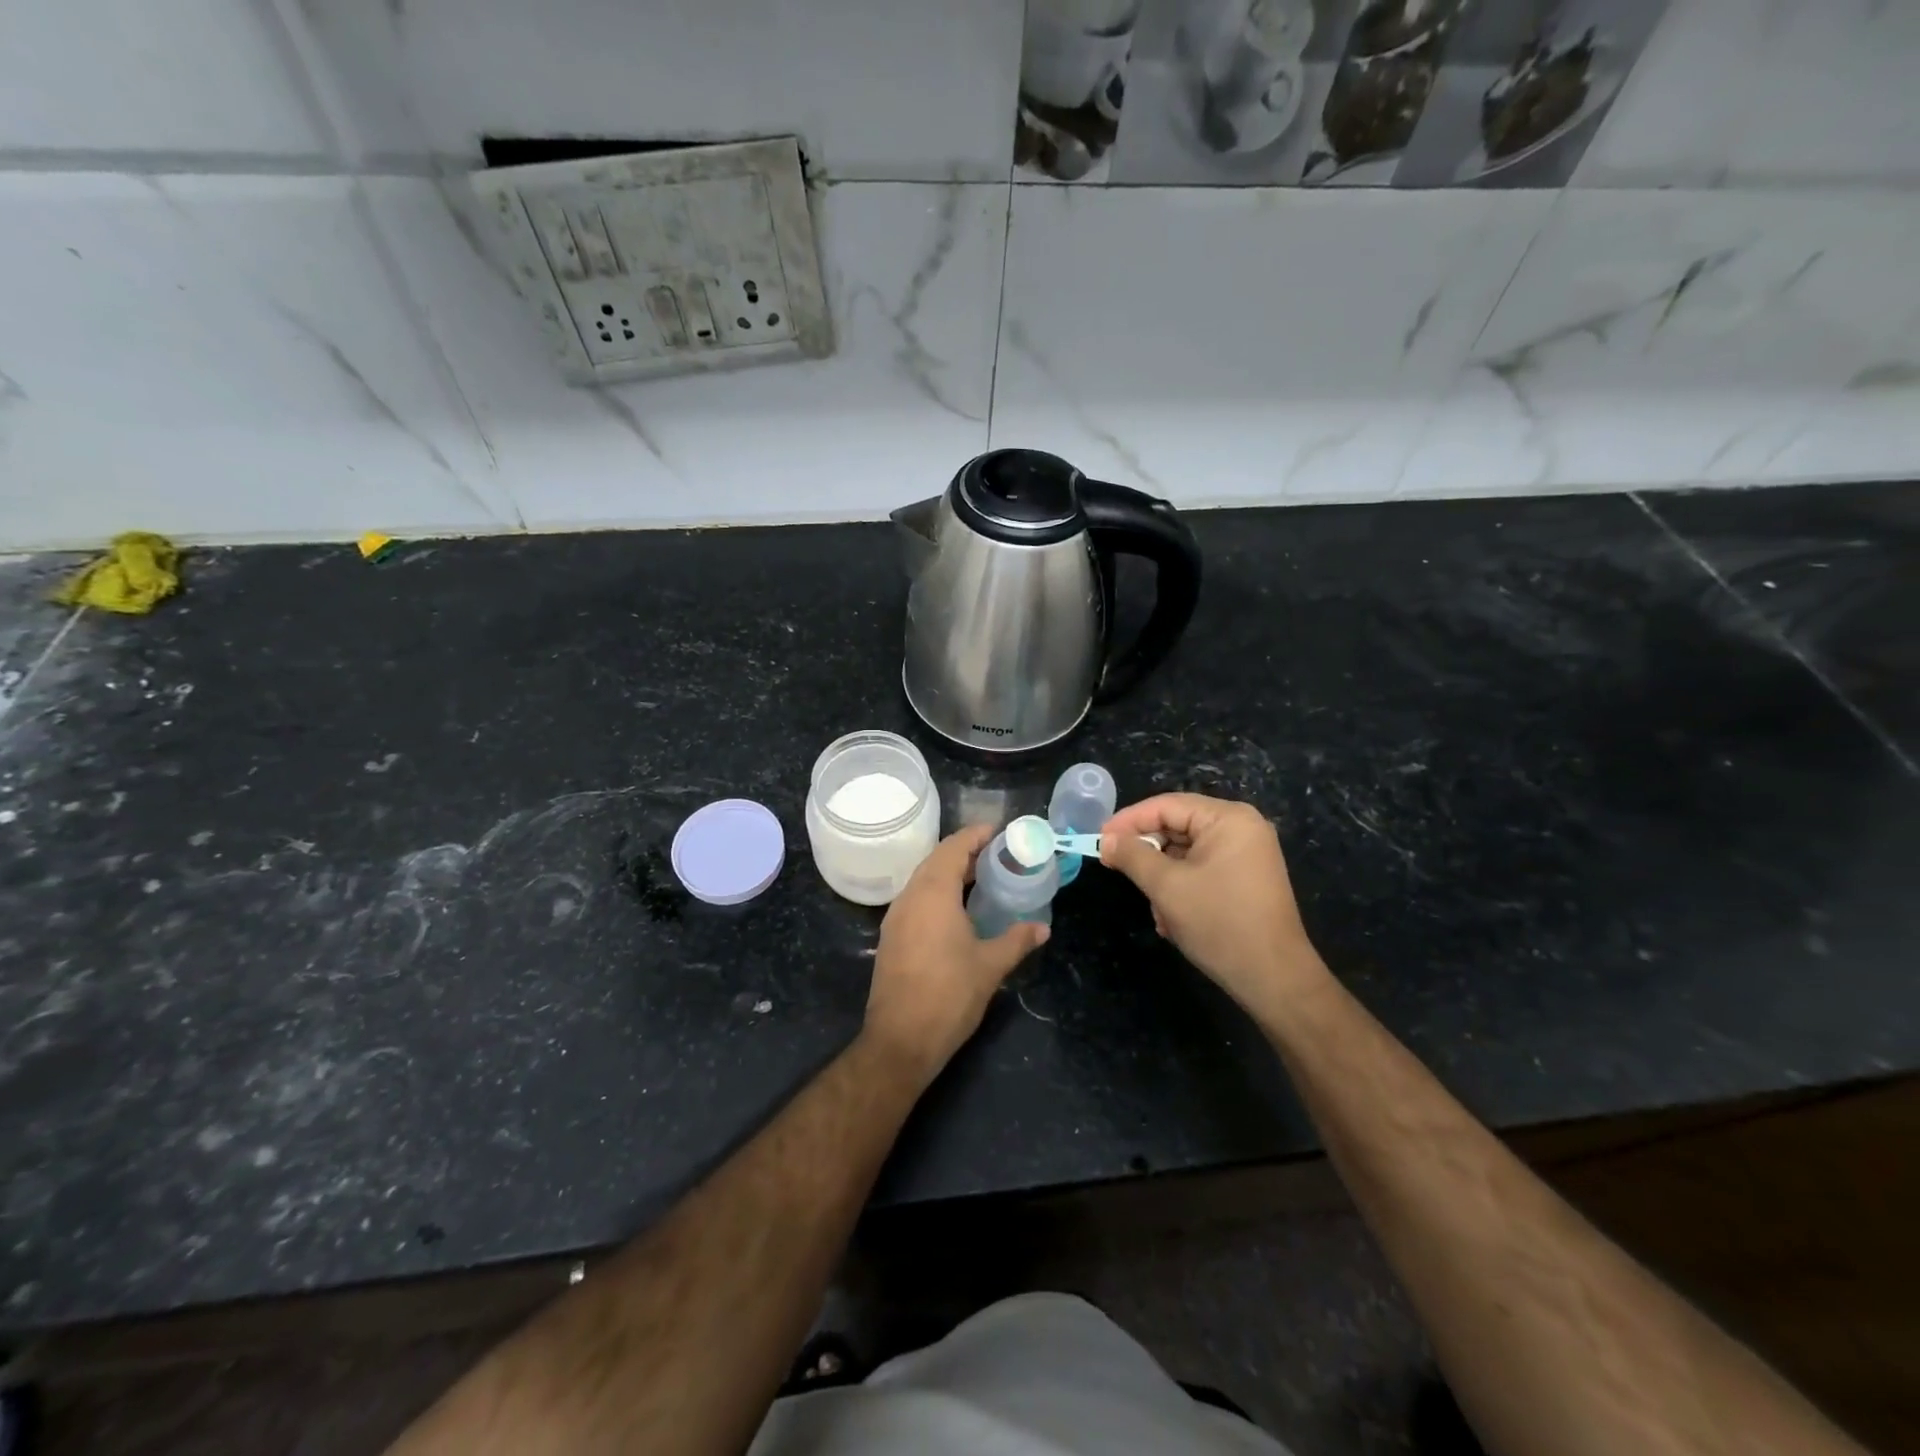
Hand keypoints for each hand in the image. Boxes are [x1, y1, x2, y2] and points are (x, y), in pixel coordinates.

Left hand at [864, 824, 1047, 1083]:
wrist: (900, 1040)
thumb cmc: (949, 995)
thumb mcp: (990, 965)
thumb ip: (1017, 940)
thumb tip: (1043, 928)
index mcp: (933, 893)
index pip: (954, 847)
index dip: (976, 835)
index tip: (1000, 831)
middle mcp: (910, 896)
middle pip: (937, 859)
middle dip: (965, 852)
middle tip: (998, 854)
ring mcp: (896, 917)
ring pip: (924, 880)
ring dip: (950, 872)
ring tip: (982, 878)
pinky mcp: (892, 937)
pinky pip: (917, 900)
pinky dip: (938, 893)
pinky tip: (959, 910)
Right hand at [1100, 794, 1325, 1012]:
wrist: (1274, 979)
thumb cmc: (1219, 923)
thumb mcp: (1167, 886)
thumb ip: (1132, 856)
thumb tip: (1106, 840)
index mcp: (1228, 819)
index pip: (1166, 806)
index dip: (1128, 821)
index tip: (1098, 840)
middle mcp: (1241, 828)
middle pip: (1177, 827)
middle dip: (1147, 854)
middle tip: (1115, 868)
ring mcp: (1246, 855)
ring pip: (1185, 853)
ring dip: (1162, 878)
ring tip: (1155, 908)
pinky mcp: (1245, 879)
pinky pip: (1201, 870)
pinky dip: (1181, 888)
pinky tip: (1171, 919)